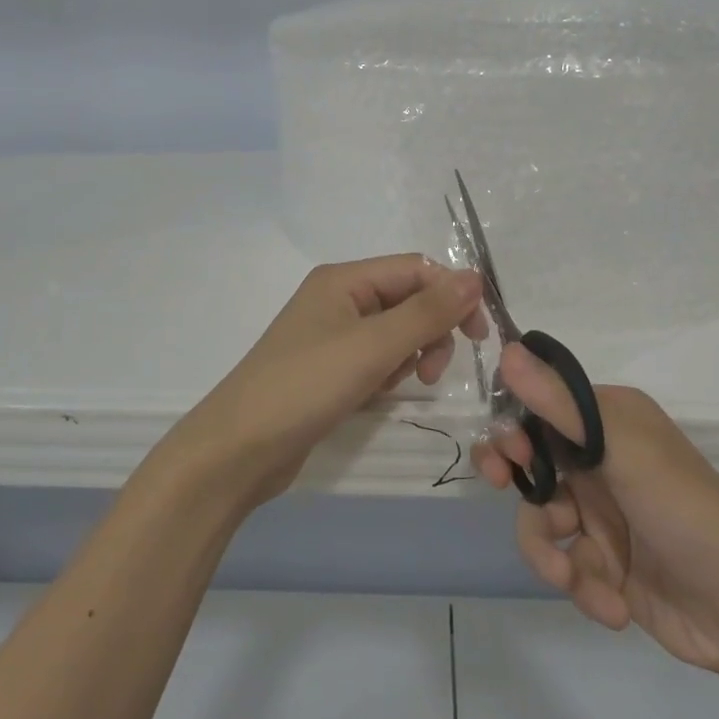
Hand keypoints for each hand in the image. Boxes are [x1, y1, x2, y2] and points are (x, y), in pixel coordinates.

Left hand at [166, 256, 487, 510]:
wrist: (239, 449)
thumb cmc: (307, 386)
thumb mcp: (373, 345)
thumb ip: (427, 311)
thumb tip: (475, 276)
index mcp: (344, 279)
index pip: (416, 269)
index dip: (452, 295)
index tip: (478, 336)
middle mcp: (338, 299)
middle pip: (407, 299)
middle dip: (429, 330)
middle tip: (432, 370)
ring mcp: (331, 335)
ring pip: (394, 333)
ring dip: (408, 355)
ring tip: (394, 385)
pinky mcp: (328, 369)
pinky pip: (375, 359)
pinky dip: (385, 374)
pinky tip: (374, 396)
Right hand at [473, 345, 718, 680]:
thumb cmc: (684, 510)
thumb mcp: (621, 449)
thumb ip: (559, 404)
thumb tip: (506, 350)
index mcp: (607, 421)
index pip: (540, 408)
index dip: (513, 428)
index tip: (509, 453)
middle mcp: (600, 460)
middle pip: (530, 461)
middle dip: (514, 480)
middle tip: (501, 486)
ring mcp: (602, 514)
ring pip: (540, 519)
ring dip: (547, 553)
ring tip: (570, 578)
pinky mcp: (605, 565)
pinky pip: (565, 564)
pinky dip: (582, 586)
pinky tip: (612, 604)